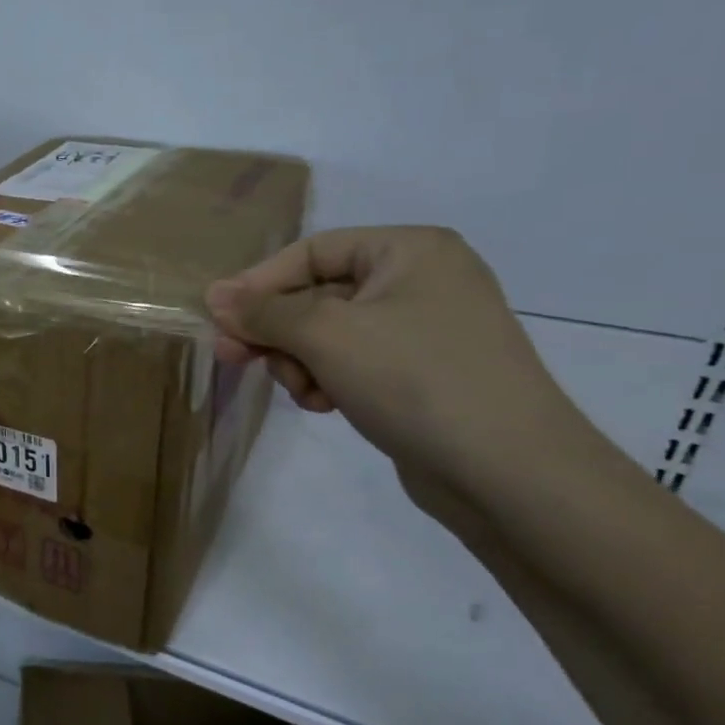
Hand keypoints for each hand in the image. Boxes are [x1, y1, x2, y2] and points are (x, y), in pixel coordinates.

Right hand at [204, 227, 586, 484]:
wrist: (510, 473)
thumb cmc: (415, 379)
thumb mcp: (326, 335)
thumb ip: (264, 311)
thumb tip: (214, 294)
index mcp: (410, 251)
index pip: (313, 251)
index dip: (259, 283)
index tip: (218, 319)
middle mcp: (421, 281)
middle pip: (317, 295)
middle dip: (276, 331)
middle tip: (231, 359)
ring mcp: (424, 330)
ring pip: (330, 334)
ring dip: (301, 361)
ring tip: (303, 392)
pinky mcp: (422, 374)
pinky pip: (354, 362)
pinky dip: (329, 380)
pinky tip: (326, 405)